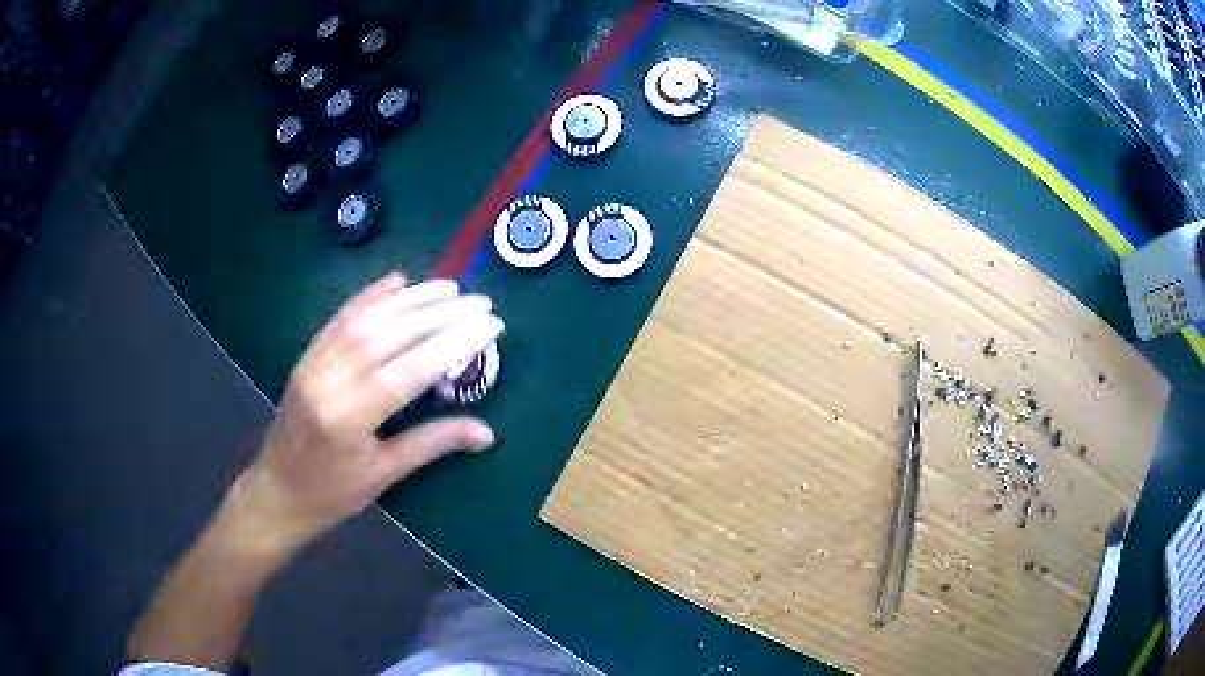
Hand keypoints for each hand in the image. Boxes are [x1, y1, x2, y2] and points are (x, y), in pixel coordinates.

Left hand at [235, 272, 502, 551]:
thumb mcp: (385, 475)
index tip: (490, 325)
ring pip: (367, 319)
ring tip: (450, 287)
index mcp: (351, 418)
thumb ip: (433, 444)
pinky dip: (370, 296)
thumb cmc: (333, 493)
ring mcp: (314, 363)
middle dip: (441, 314)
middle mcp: (330, 381)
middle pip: (391, 335)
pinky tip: (396, 282)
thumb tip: (486, 433)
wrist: (277, 491)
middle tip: (480, 302)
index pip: (411, 369)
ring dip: (411, 299)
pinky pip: (341, 318)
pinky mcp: (307, 356)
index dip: (455, 343)